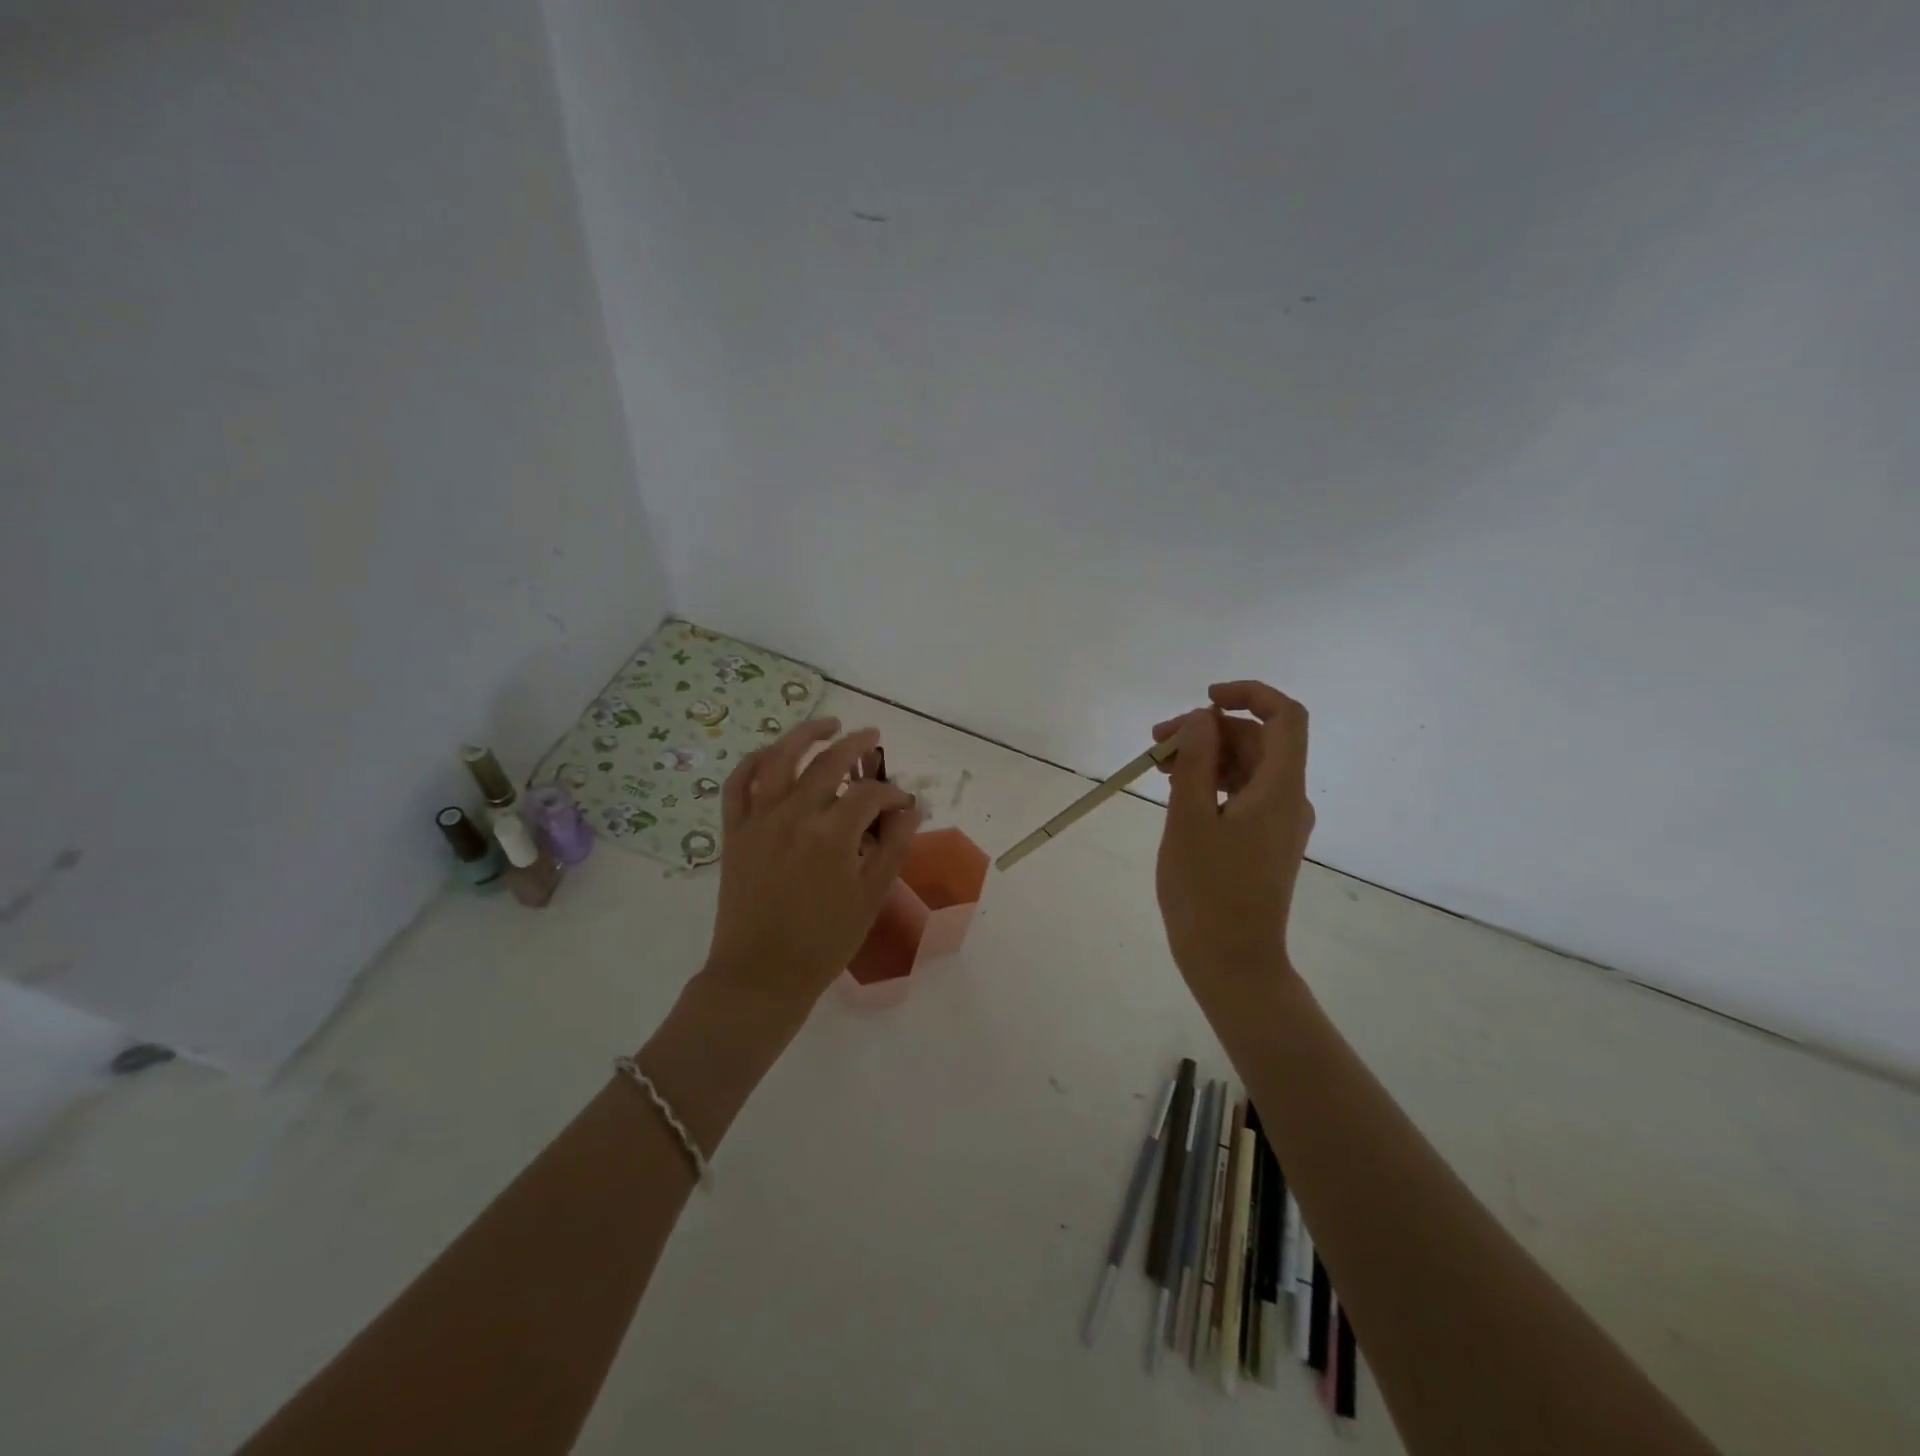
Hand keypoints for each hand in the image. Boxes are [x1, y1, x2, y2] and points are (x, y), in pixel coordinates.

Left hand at [700, 718, 920, 1013]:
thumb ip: (893, 848)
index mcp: (831, 834)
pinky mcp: (734, 832)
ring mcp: (758, 820)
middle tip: (873, 737)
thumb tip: (912, 811)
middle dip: (856, 745)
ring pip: (779, 758)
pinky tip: (773, 753)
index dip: (892, 795)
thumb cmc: (823, 942)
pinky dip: (755, 761)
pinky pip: (738, 784)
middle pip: (828, 762)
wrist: (760, 975)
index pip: (869, 795)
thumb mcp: (870, 898)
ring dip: (805, 734)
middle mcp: (793, 815)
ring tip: (827, 724)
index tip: (904, 806)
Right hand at [1152, 681, 1314, 998]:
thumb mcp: (1189, 820)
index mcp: (1280, 789)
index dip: (1249, 694)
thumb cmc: (1207, 891)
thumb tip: (1202, 718)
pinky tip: (1178, 792)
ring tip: (1158, 767)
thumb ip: (1196, 761)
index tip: (1203, 701)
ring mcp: (1280, 823)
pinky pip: (1244, 795)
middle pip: (1259, 741)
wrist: (1233, 962)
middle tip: (1157, 743)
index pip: (1285, 716)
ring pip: (1248, 768)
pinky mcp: (1266, 842)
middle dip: (1209, 731)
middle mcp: (1290, 800)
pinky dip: (1213, 783)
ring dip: (1207, 757)